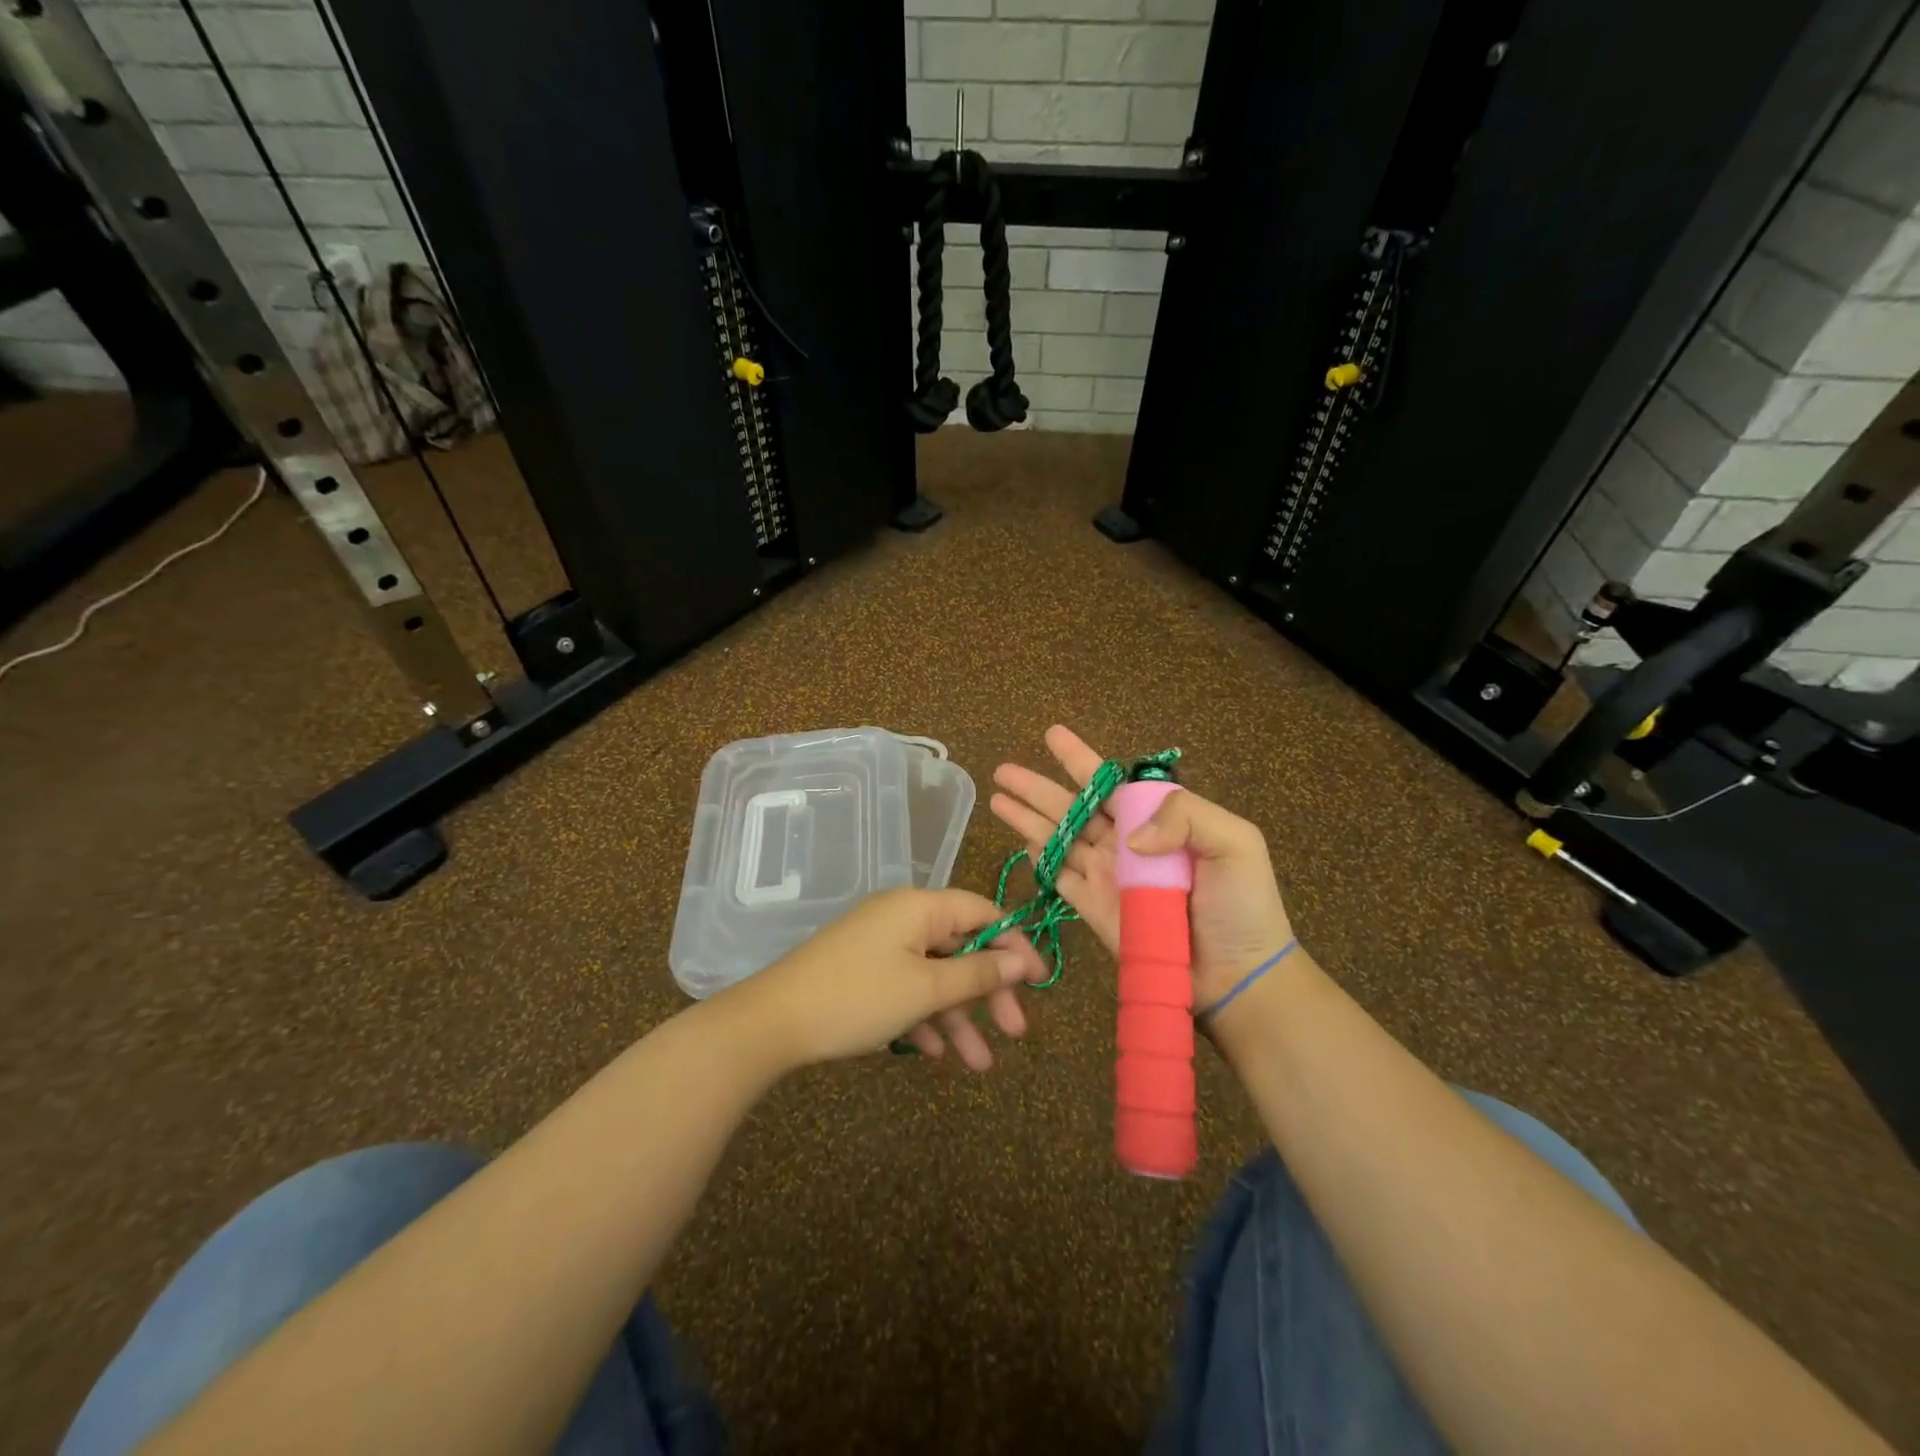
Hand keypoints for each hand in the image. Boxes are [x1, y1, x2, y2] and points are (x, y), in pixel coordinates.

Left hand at [726, 888, 1042, 1071]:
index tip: (1039, 983)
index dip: (1015, 945)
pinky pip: (907, 988)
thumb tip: (1022, 959)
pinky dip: (925, 1016)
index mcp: (920, 907)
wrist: (772, 1023)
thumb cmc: (858, 998)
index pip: (983, 913)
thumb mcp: (926, 989)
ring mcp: (881, 946)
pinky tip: (935, 1053)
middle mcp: (903, 918)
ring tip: (979, 1065)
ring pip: (935, 976)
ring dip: (959, 1016)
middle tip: (1015, 1032)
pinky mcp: (863, 972)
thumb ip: (977, 972)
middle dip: (989, 991)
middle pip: (961, 947)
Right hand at [990, 725, 1293, 1010]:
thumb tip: (1127, 836)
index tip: (1052, 735)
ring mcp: (1108, 876)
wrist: (1238, 976)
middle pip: (1073, 807)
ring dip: (1028, 817)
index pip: (1110, 783)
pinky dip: (1040, 857)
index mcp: (1158, 820)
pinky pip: (1060, 877)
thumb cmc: (1242, 906)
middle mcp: (1127, 843)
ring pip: (1058, 838)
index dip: (1080, 759)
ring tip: (997, 797)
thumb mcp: (1235, 843)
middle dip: (1038, 787)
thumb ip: (1185, 816)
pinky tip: (1020, 839)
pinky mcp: (1095, 909)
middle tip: (1004, 769)